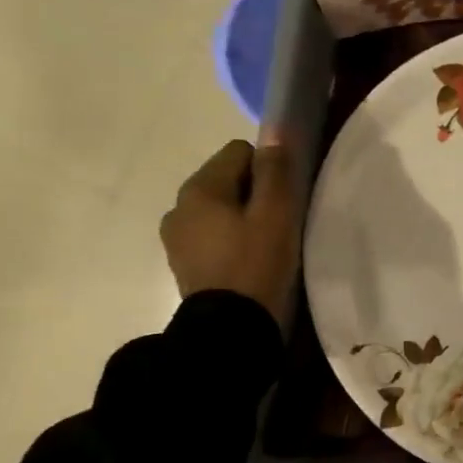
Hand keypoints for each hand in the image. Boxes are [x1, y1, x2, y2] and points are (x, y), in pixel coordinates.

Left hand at [160, 138, 300, 328]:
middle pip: (227, 179)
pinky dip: (230, 240)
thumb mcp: (277, 214)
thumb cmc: (256, 265)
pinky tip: (248, 263)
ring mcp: (177, 237)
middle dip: (255, 193)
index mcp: (199, 188)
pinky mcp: (183, 262)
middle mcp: (179, 205)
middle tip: (280, 224)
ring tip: (266, 246)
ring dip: (242, 218)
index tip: (285, 200)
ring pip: (220, 208)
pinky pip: (212, 235)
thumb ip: (276, 171)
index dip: (269, 170)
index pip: (240, 151)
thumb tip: (275, 133)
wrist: (229, 329)